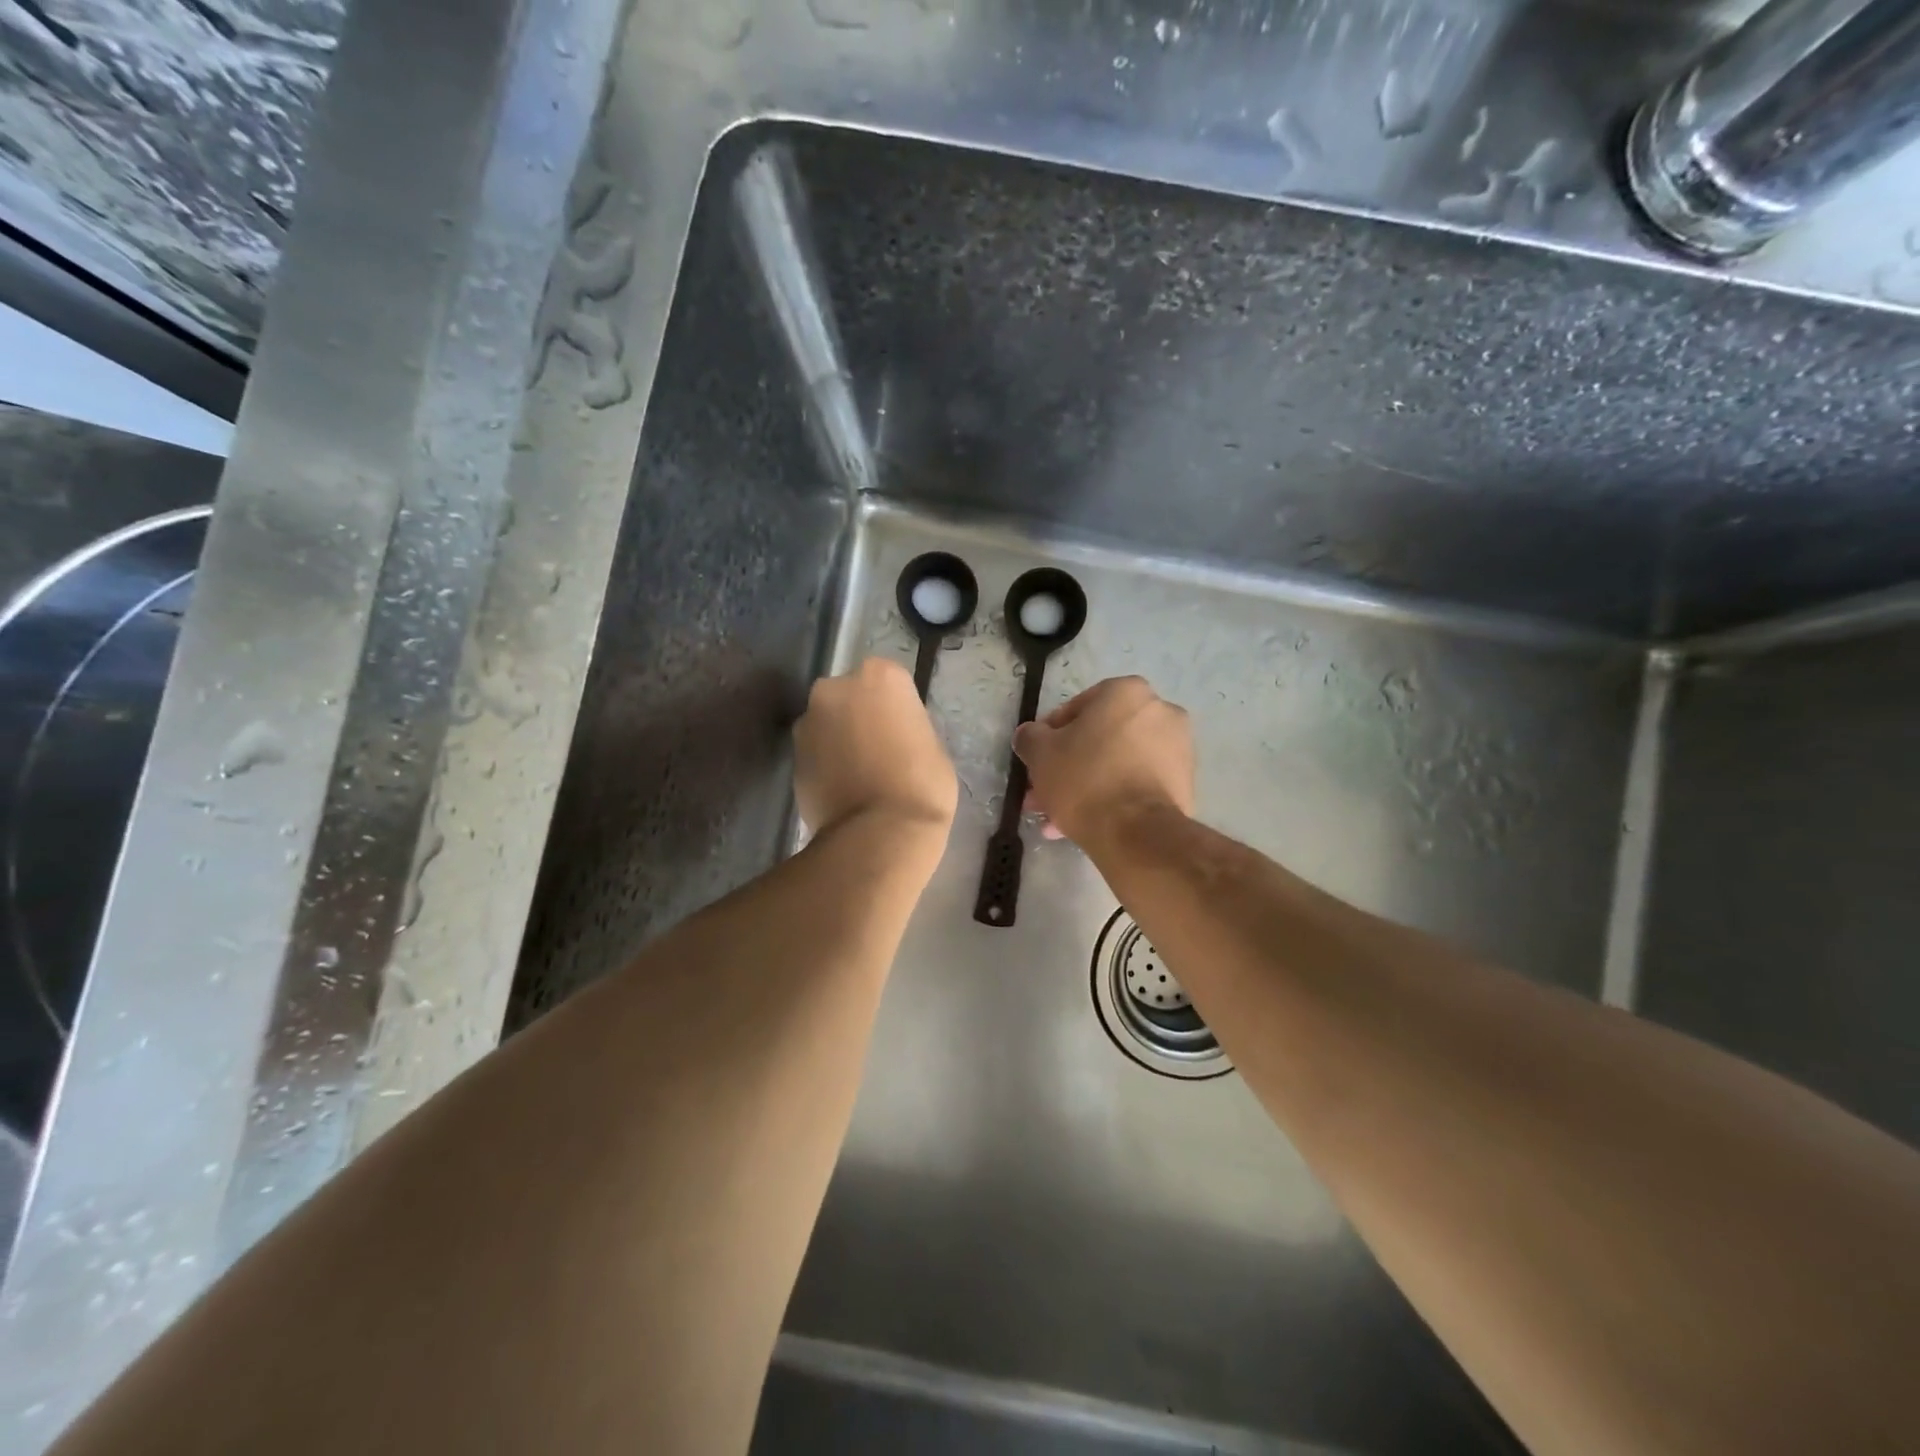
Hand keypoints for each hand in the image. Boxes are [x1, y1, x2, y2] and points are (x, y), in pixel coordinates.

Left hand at [794, 658, 956, 842]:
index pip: (890, 681)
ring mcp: (808, 721)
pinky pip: (815, 752)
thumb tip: (893, 732)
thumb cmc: (922, 785)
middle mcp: (835, 688)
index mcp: (880, 676)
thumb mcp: (933, 745)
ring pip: (828, 723)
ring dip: (839, 738)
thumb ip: (907, 725)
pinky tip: (843, 788)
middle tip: (880, 749)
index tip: (904, 731)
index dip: (897, 708)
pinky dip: (825, 763)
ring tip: (860, 774)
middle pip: (850, 696)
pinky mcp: (791, 756)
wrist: (878, 835)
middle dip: (861, 716)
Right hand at [1014, 676, 1194, 846]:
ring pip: (1116, 764)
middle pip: (1098, 739)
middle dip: (1068, 768)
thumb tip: (1030, 735)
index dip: (1049, 737)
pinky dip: (1114, 798)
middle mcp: (1160, 710)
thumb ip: (1030, 736)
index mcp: (1126, 691)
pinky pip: (1137, 783)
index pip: (1075, 709)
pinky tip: (1088, 824)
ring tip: (1058, 819)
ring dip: (1086, 786)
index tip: (1037, 763)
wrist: (1136, 832)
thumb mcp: (1040, 753)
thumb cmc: (1084, 779)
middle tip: (1044, 794)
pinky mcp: (1184, 783)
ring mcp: (1178, 748)